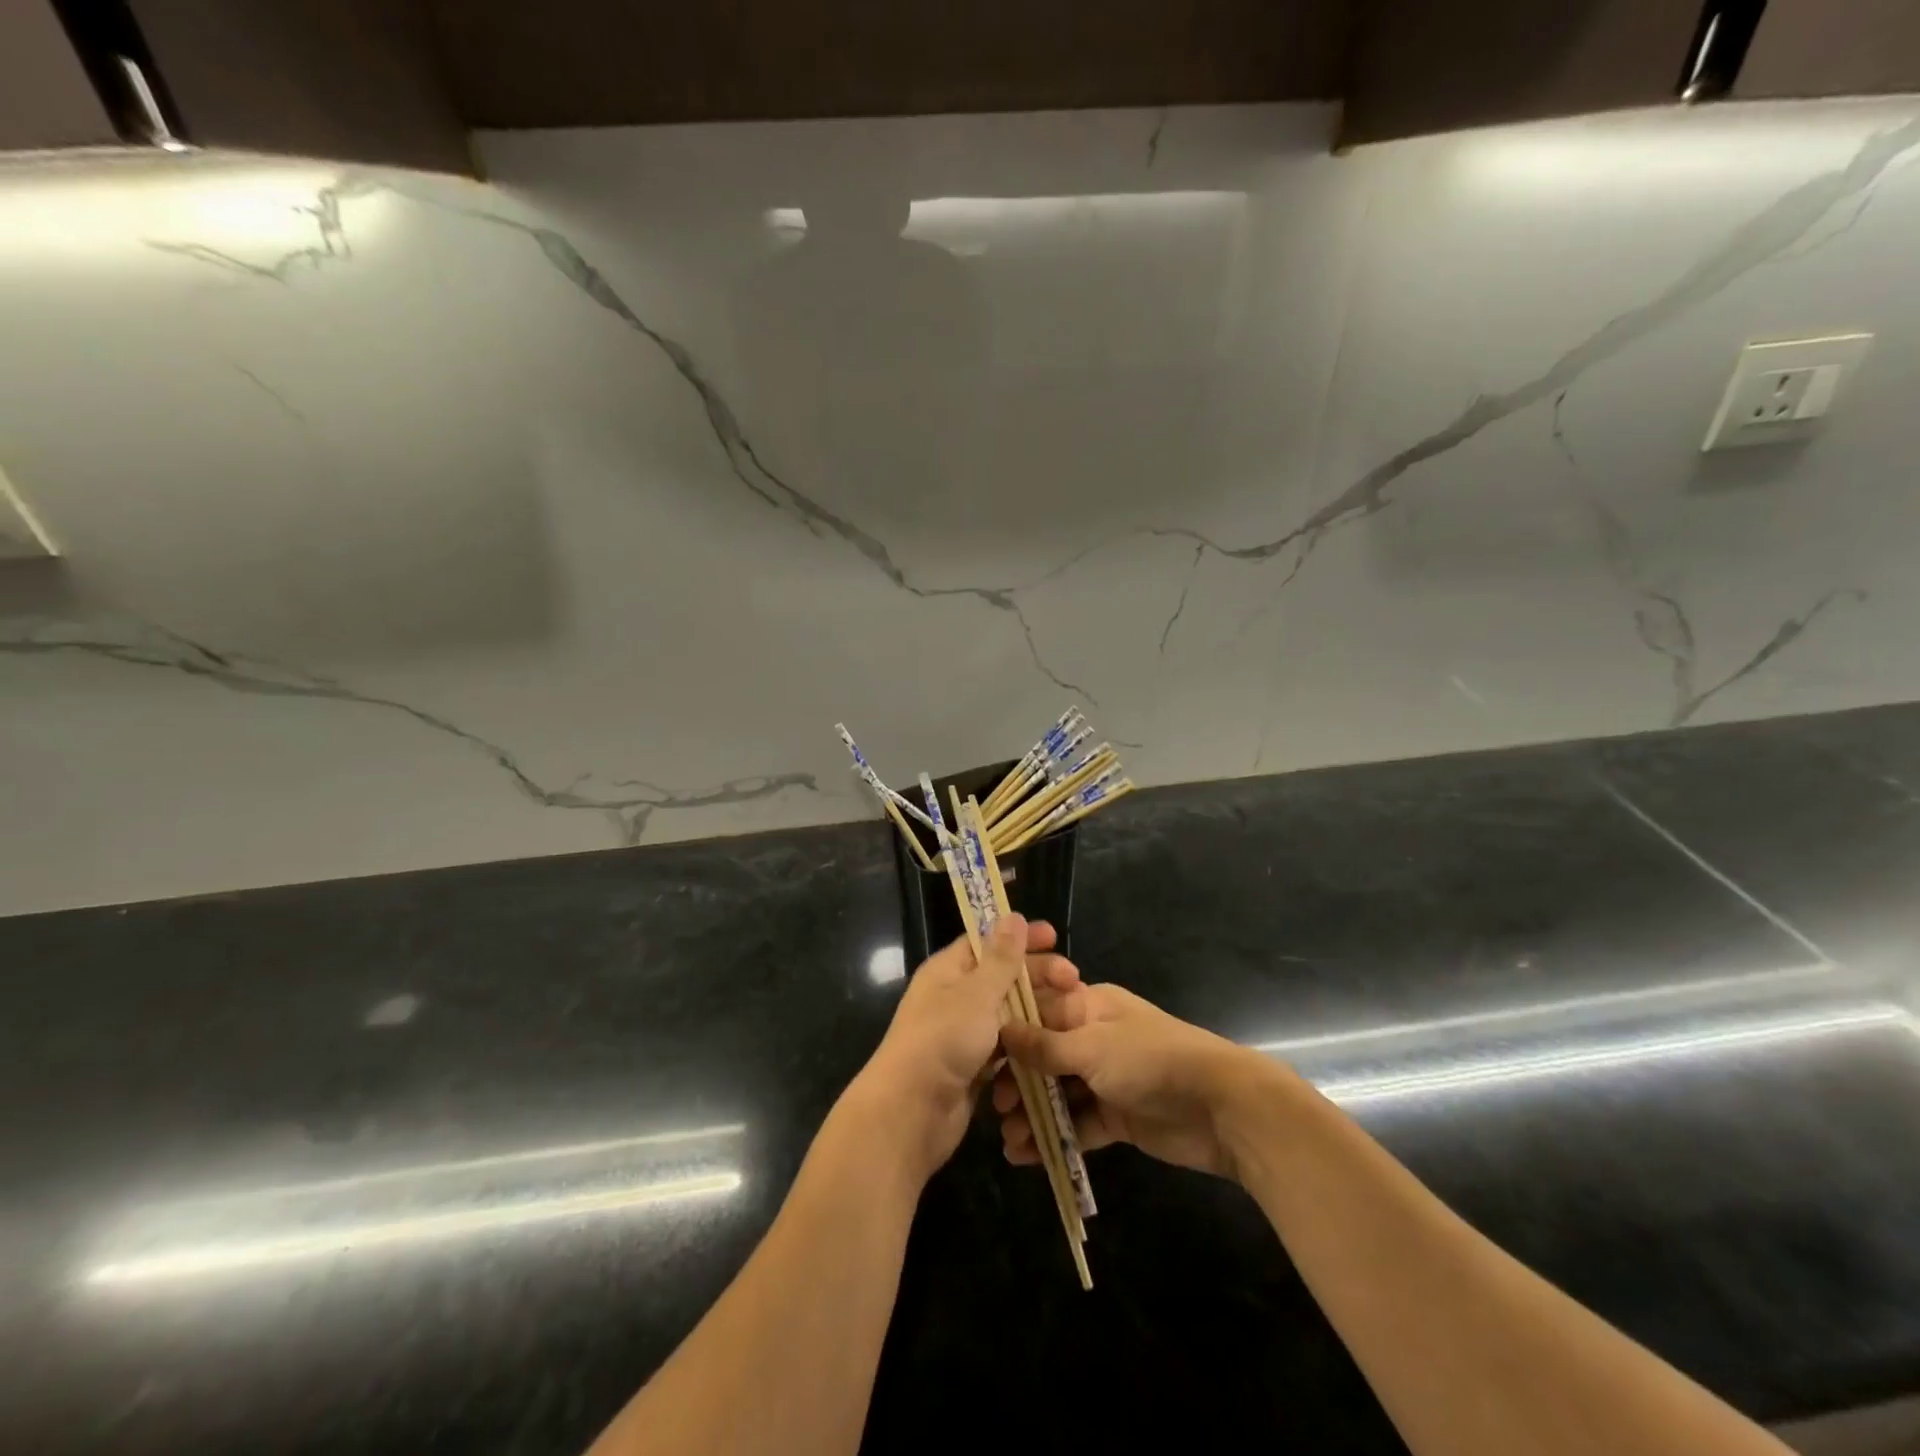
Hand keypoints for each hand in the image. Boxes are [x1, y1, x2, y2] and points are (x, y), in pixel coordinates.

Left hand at [849, 915, 1067, 1187]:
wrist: (910, 1112)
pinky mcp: (973, 1066)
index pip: (987, 942)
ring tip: (1072, 1013)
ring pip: (1008, 1013)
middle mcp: (955, 997)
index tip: (1055, 937)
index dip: (1020, 938)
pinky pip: (1006, 1046)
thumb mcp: (976, 994)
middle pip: (1002, 977)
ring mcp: (963, 1033)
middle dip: (1038, 976)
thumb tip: (1014, 916)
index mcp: (948, 970)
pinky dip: (1026, 1043)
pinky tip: (1054, 1045)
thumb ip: (1000, 958)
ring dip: (1037, 1010)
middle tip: (1075, 981)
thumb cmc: (942, 1040)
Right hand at [994, 962, 1272, 1180]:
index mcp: (1088, 1006)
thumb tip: (1003, 1032)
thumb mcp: (1092, 1046)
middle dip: (1019, 1082)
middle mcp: (1093, 1038)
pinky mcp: (1117, 1116)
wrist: (1219, 1107)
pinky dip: (1055, 1137)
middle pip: (1044, 1057)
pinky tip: (1028, 1156)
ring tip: (1009, 1142)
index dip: (1009, 1035)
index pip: (1038, 1013)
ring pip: (1058, 1094)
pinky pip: (1078, 1124)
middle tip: (998, 1109)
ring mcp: (1106, 1078)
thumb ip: (1045, 1045)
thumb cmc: (1150, 1060)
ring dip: (1034, 1115)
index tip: (981, 1060)